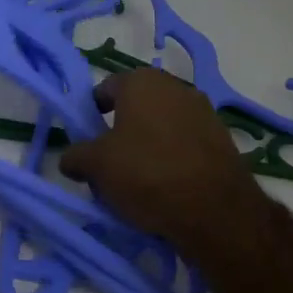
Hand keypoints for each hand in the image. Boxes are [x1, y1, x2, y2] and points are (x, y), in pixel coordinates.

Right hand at [58, 67, 265, 252]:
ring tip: (138, 178)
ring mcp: (204, 111)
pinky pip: (186, 143)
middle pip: (137, 106)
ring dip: (149, 143)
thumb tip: (70, 159)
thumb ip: (76, 156)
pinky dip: (173, 157)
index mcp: (141, 82)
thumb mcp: (96, 166)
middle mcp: (175, 86)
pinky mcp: (223, 139)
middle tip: (109, 161)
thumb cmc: (146, 174)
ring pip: (163, 124)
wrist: (215, 210)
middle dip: (121, 129)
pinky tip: (167, 186)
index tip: (87, 139)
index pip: (106, 88)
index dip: (92, 112)